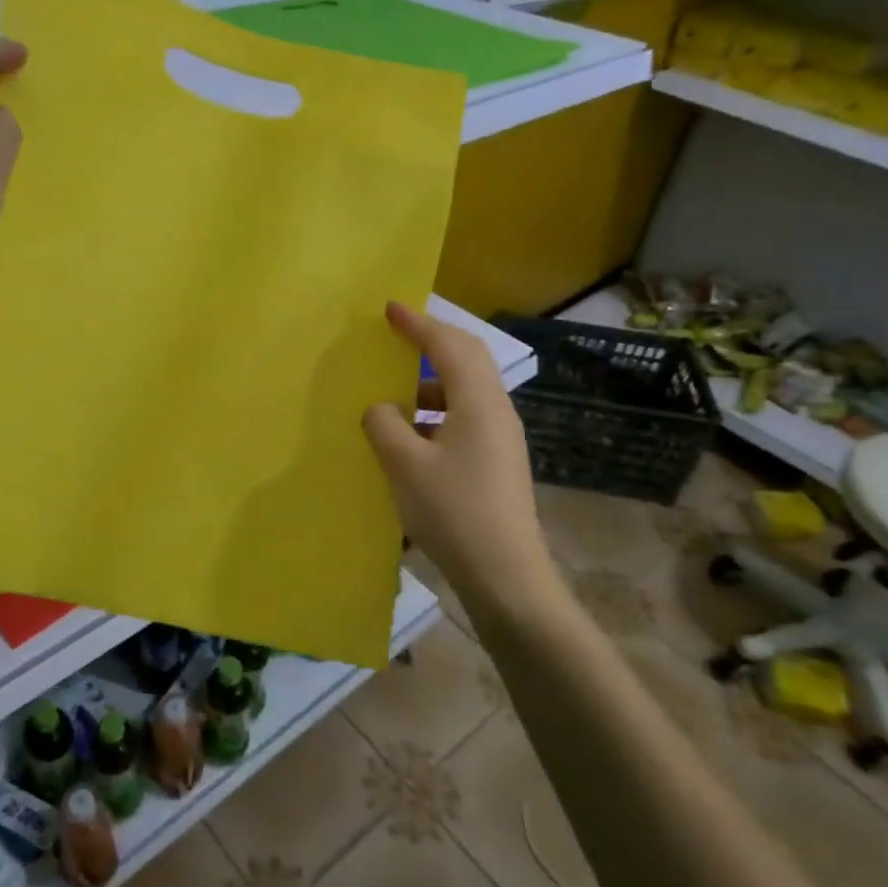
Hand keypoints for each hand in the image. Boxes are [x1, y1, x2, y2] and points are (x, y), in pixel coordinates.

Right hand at [362, 302, 554, 609]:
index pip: (449, 346)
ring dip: (430, 384)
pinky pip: (463, 420)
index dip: (418, 324)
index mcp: (479, 403)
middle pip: (467, 360)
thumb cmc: (454, 513)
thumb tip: (381, 408)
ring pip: (465, 393)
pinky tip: (409, 438)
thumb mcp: (405, 465)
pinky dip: (434, 414)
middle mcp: (497, 412)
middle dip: (432, 343)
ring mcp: (501, 440)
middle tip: (397, 336)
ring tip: (394, 394)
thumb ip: (384, 425)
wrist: (506, 577)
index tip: (390, 309)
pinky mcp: (496, 464)